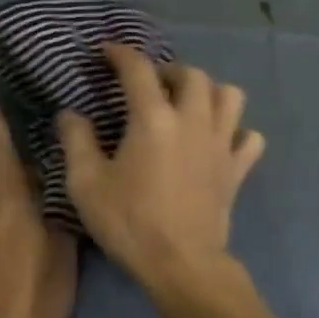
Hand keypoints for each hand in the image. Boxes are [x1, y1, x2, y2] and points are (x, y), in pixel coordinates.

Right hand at [57, 45, 264, 299]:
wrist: (182, 265)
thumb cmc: (130, 223)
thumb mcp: (86, 184)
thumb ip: (76, 140)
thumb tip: (70, 113)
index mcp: (153, 118)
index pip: (138, 69)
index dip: (120, 54)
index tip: (106, 52)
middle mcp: (192, 120)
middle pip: (191, 74)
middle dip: (169, 70)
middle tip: (150, 85)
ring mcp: (221, 143)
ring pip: (229, 96)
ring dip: (209, 91)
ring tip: (188, 104)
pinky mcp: (237, 168)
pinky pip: (249, 137)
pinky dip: (237, 132)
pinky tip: (219, 141)